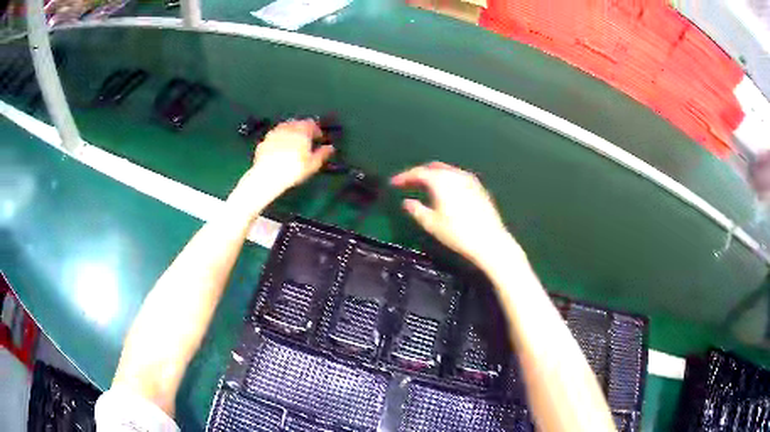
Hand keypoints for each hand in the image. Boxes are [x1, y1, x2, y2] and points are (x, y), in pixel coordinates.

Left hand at [250, 119, 334, 190]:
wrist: (267, 175)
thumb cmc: (294, 169)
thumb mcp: (313, 164)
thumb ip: (323, 154)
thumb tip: (331, 147)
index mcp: (302, 131)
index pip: (311, 123)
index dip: (316, 129)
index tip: (319, 138)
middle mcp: (287, 128)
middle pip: (297, 123)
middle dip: (303, 129)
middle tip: (306, 139)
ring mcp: (274, 133)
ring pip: (284, 127)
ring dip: (290, 132)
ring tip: (292, 142)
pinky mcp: (263, 141)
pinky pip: (274, 136)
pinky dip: (279, 139)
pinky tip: (279, 149)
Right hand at [391, 162, 514, 264]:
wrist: (489, 240)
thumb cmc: (457, 233)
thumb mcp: (431, 224)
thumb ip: (416, 210)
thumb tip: (406, 202)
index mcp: (441, 180)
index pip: (418, 173)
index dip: (404, 177)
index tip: (393, 183)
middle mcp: (455, 174)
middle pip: (433, 168)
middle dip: (419, 174)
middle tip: (408, 184)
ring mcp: (469, 180)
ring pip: (447, 171)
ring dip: (433, 176)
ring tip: (424, 187)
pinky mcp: (479, 188)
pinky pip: (457, 178)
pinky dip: (446, 180)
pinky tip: (445, 192)